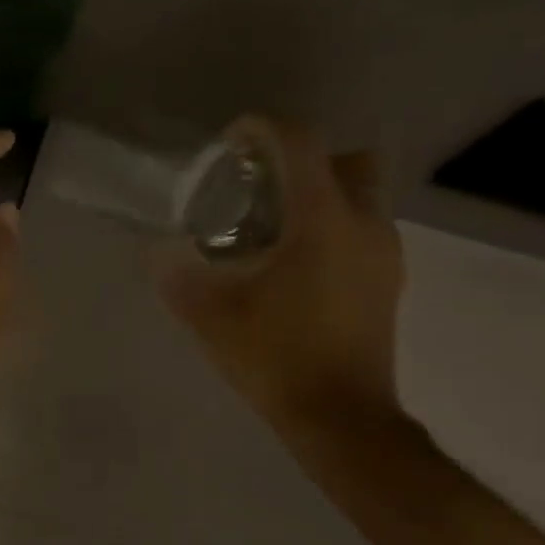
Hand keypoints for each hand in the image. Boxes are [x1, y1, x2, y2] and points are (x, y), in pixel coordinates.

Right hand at [155, 116, 405, 440]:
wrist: (339, 416)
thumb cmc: (275, 357)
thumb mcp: (210, 316)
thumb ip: (178, 275)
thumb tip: (156, 250)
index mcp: (322, 221)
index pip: (301, 143)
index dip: (263, 128)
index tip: (231, 141)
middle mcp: (364, 224)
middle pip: (347, 159)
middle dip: (304, 159)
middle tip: (259, 187)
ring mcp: (384, 253)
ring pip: (360, 196)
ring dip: (320, 195)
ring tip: (271, 230)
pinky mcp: (388, 281)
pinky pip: (363, 231)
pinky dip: (332, 228)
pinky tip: (294, 267)